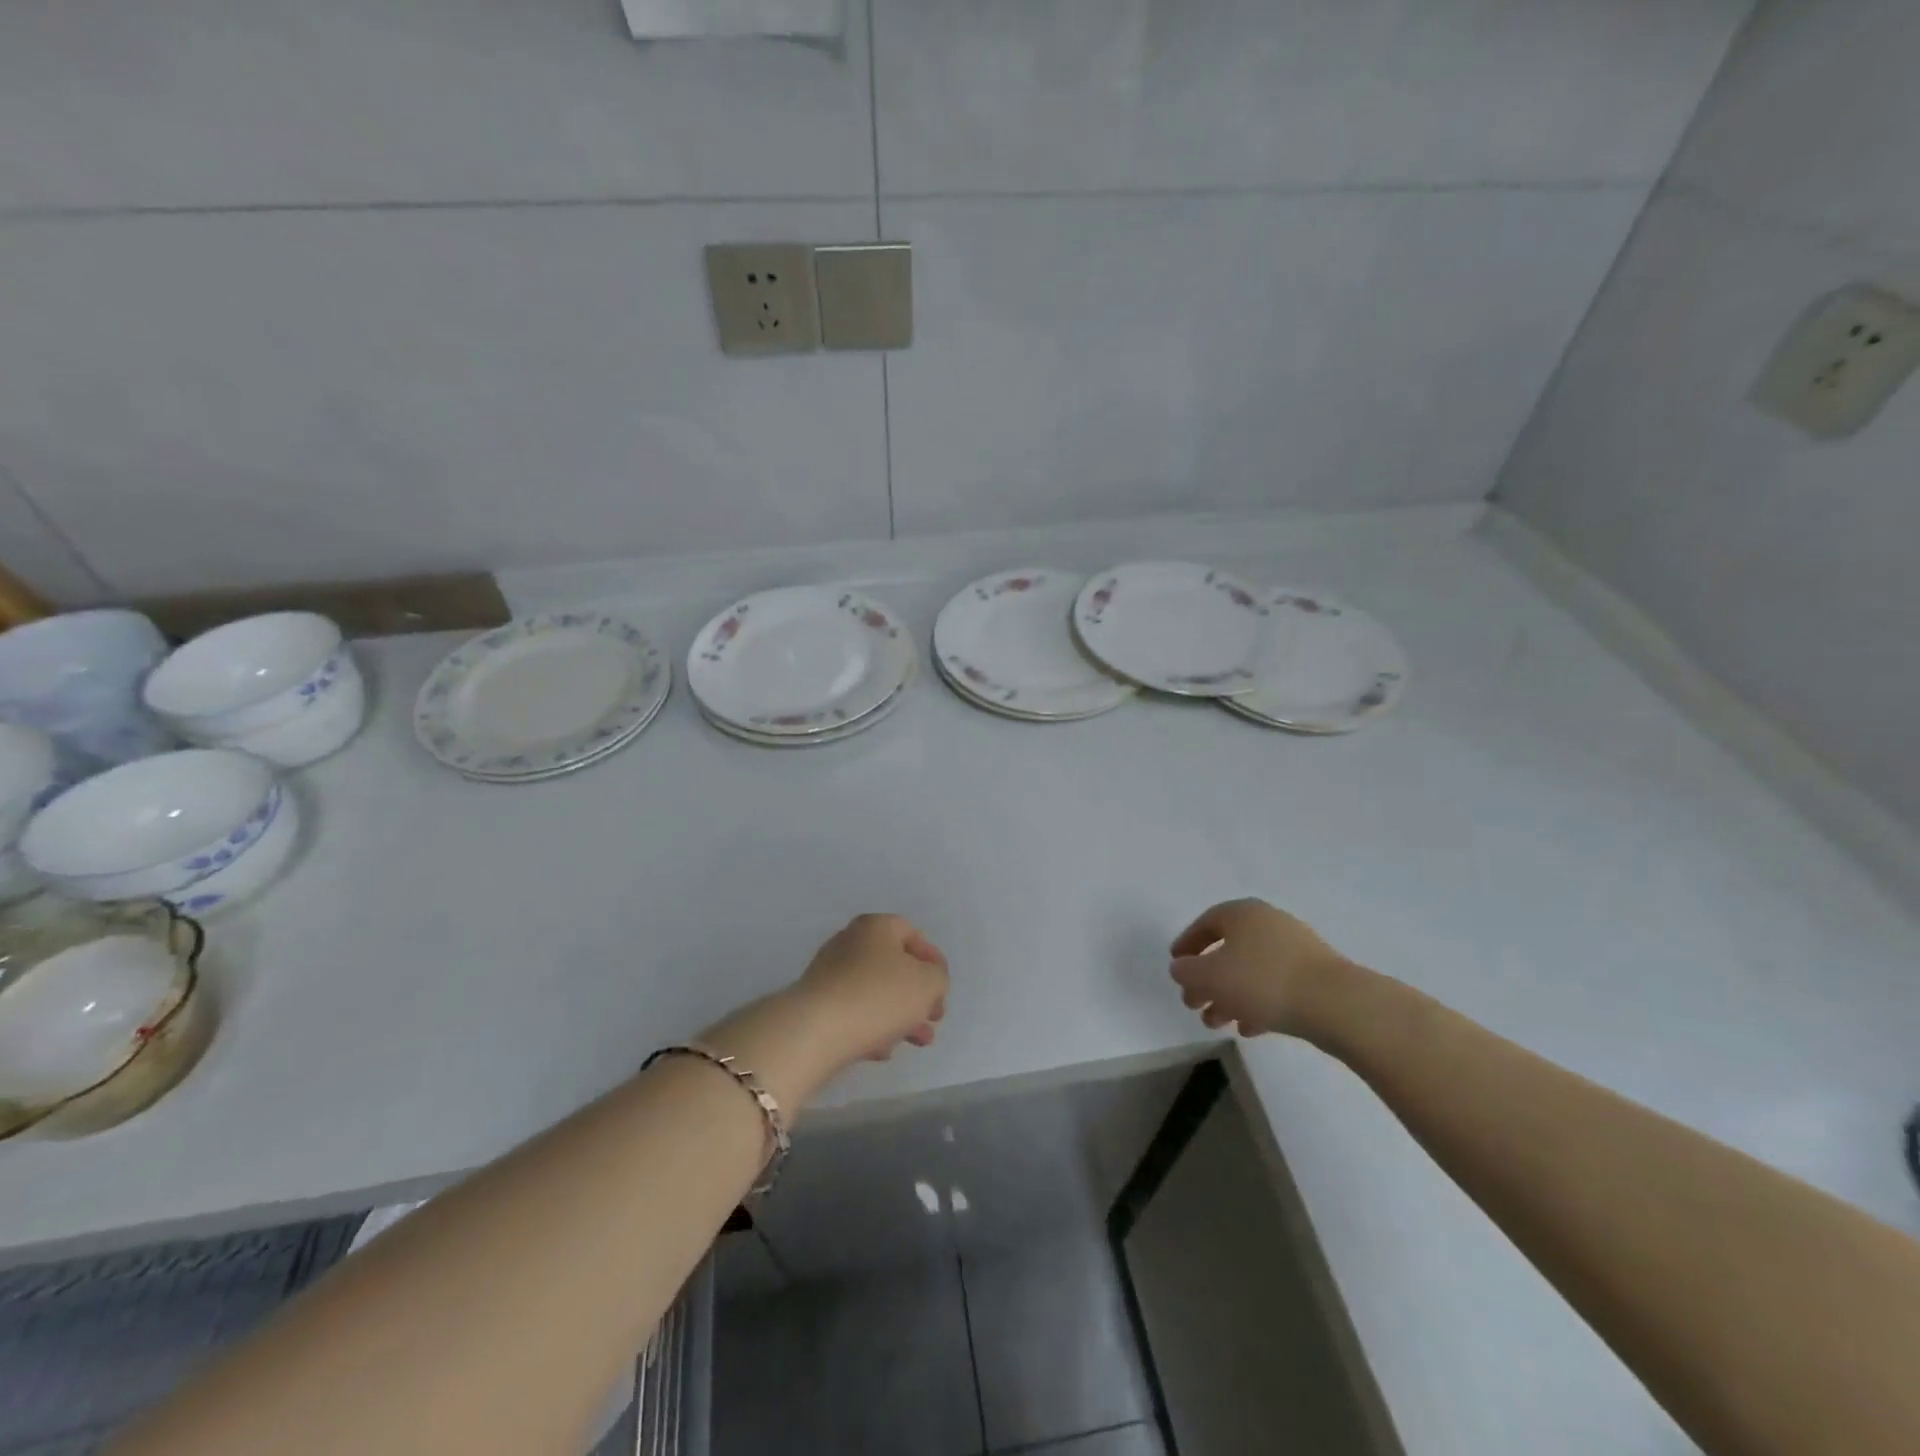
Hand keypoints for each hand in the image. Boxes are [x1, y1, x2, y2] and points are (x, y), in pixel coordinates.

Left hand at [794, 913, 949, 1068]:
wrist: (816, 1031)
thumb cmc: (879, 996)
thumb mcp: (928, 983)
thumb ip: (937, 978)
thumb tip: (927, 981)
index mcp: (875, 927)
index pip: (911, 933)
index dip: (933, 959)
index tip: (943, 988)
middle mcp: (849, 943)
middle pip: (893, 965)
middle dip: (918, 994)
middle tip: (934, 1019)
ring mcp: (829, 974)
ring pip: (875, 992)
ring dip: (900, 1016)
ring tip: (918, 1042)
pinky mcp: (817, 1005)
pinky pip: (853, 1013)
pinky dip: (872, 1028)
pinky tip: (884, 1052)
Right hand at [1169, 898, 1352, 1037]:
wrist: (1336, 1004)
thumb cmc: (1263, 981)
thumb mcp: (1210, 977)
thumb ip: (1187, 972)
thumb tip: (1181, 969)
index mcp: (1242, 913)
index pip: (1206, 923)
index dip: (1187, 944)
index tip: (1176, 966)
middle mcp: (1268, 923)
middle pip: (1228, 950)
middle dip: (1207, 980)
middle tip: (1194, 1004)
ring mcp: (1296, 949)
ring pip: (1252, 971)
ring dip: (1230, 996)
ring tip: (1217, 1024)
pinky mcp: (1315, 976)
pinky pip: (1276, 986)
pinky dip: (1258, 1004)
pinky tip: (1249, 1029)